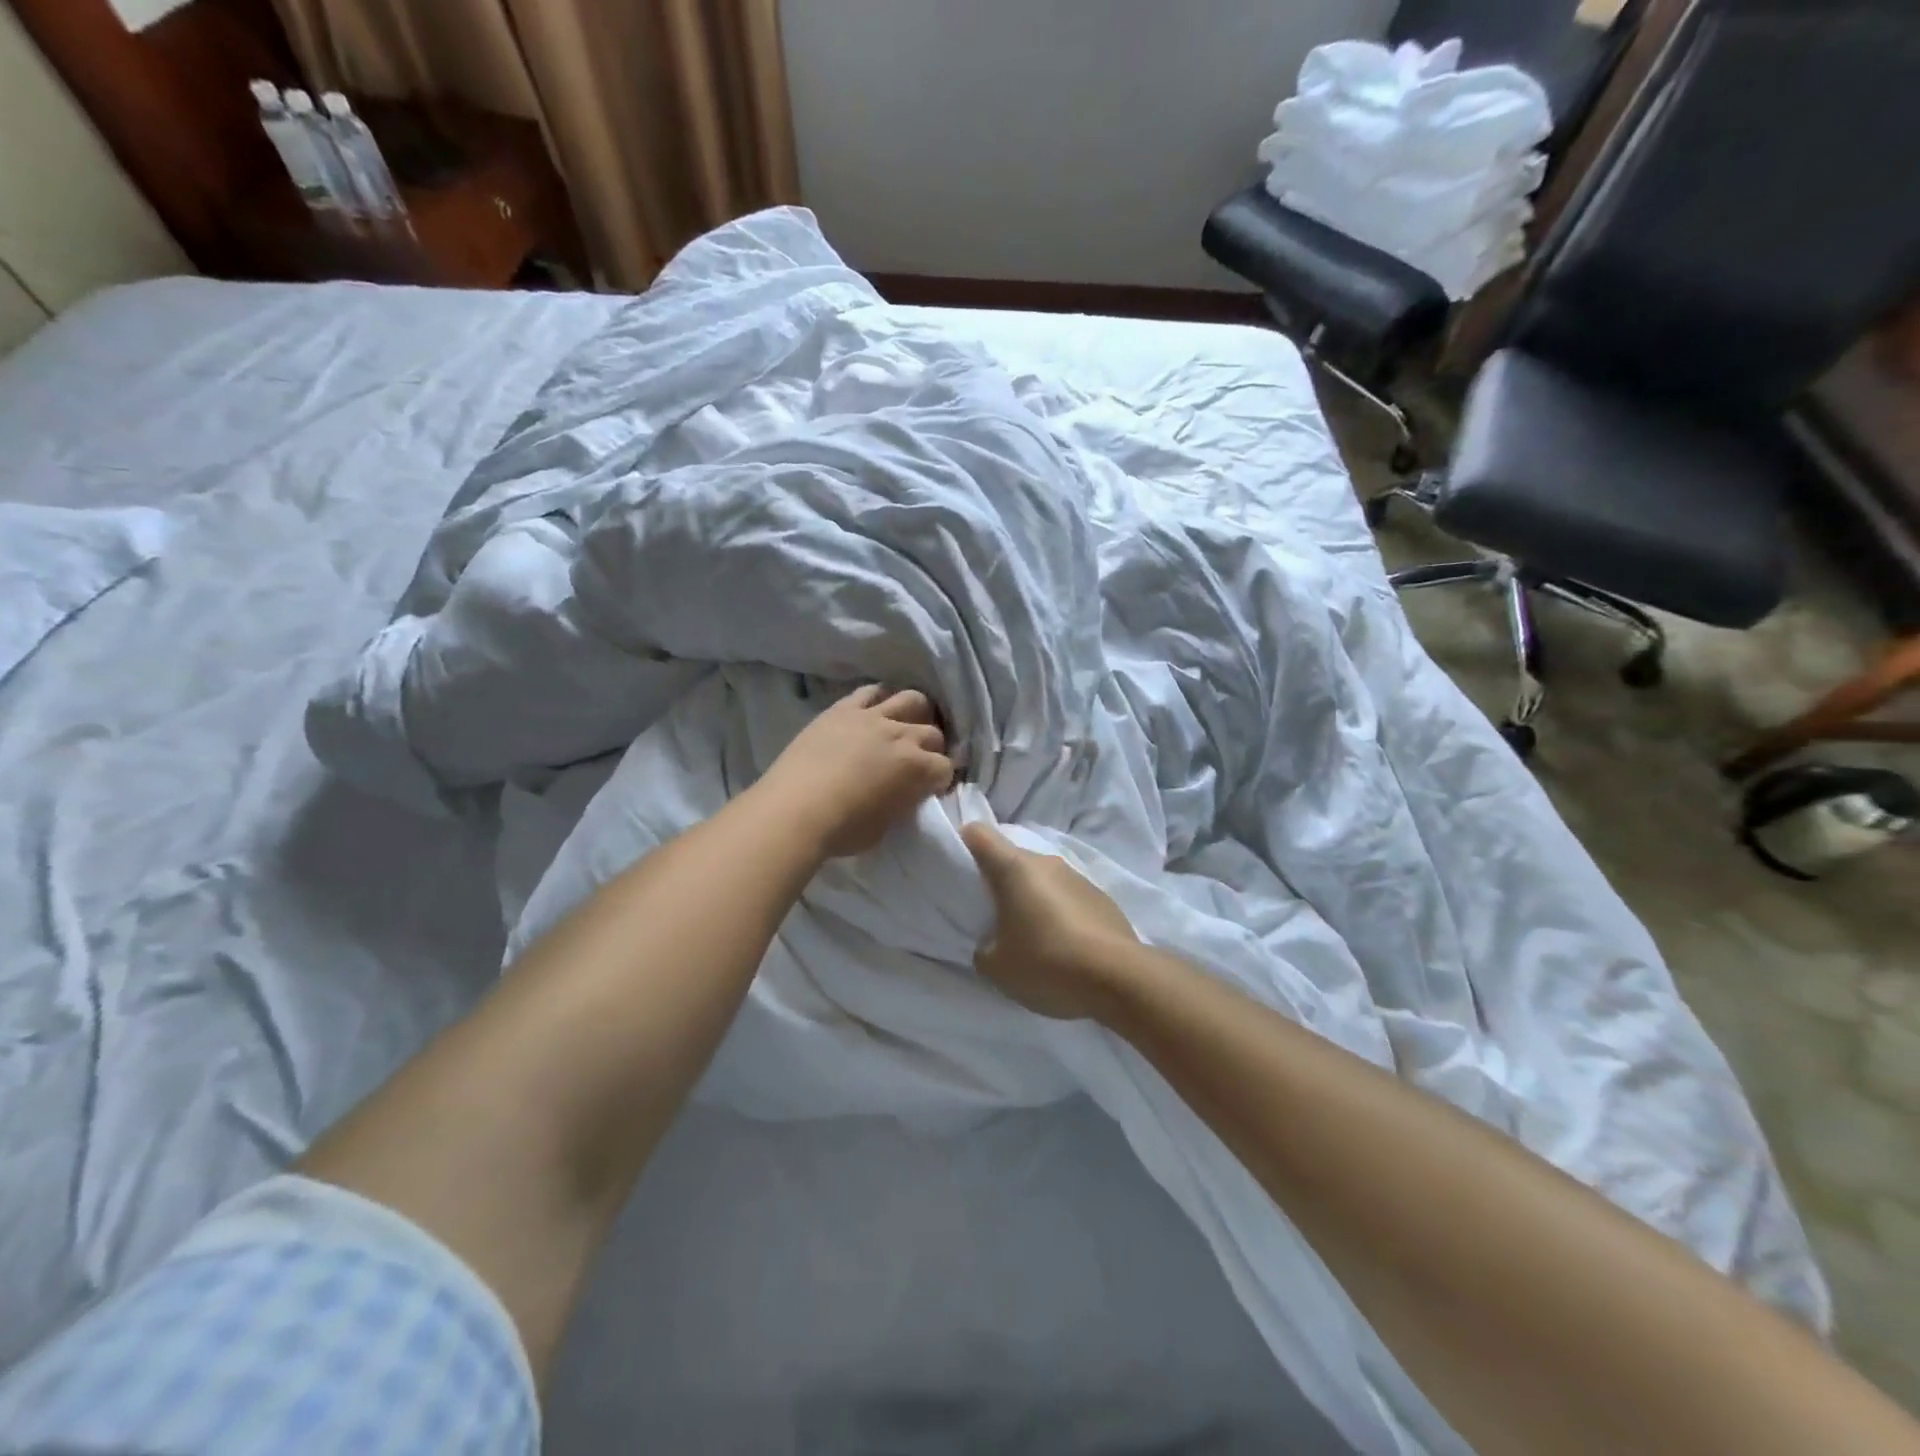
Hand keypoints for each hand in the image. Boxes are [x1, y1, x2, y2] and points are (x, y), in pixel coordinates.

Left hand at [755, 684, 954, 858]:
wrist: (795, 809)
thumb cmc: (843, 829)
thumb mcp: (886, 826)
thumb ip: (903, 803)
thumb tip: (906, 794)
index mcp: (918, 769)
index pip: (945, 768)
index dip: (939, 781)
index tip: (929, 790)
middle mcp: (902, 736)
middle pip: (933, 733)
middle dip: (931, 749)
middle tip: (918, 761)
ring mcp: (873, 717)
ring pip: (911, 700)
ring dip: (916, 713)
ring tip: (905, 726)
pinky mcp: (844, 709)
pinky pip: (871, 692)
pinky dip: (880, 698)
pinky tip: (877, 709)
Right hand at [960, 823, 1139, 1019]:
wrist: (1119, 978)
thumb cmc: (1047, 963)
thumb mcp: (997, 967)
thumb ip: (983, 949)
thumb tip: (990, 944)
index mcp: (1014, 868)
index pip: (979, 833)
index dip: (963, 842)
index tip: (956, 866)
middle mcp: (1046, 862)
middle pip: (1011, 858)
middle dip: (998, 880)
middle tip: (990, 914)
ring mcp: (1078, 877)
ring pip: (1042, 878)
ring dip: (1031, 897)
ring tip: (1030, 935)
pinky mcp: (1101, 897)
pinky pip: (1067, 896)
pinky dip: (1059, 912)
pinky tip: (1063, 945)